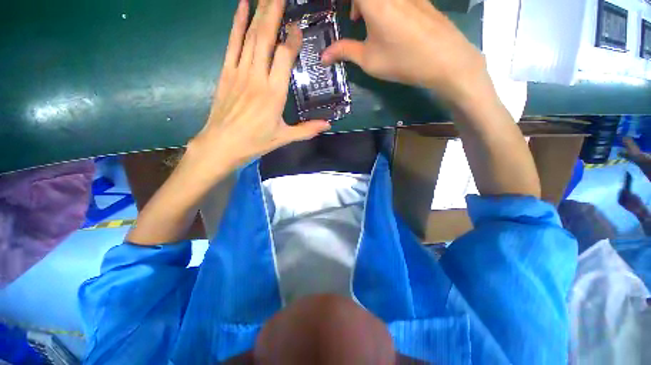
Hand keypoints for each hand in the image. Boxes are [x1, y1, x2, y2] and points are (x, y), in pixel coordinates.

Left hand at [191, 0, 330, 171]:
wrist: (222, 144)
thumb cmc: (255, 142)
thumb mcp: (284, 138)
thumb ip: (307, 130)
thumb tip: (328, 125)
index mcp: (274, 93)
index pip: (285, 56)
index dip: (293, 39)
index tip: (299, 26)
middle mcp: (257, 77)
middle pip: (266, 37)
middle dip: (274, 10)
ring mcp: (239, 72)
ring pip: (250, 36)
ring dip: (259, 12)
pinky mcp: (226, 72)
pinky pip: (232, 43)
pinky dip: (236, 23)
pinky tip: (241, 6)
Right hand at [322, 0, 491, 105]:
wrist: (445, 60)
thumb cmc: (402, 60)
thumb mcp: (369, 60)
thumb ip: (344, 51)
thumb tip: (323, 56)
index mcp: (374, 1)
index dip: (349, 5)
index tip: (350, 19)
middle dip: (356, 4)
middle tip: (354, 18)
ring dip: (369, 3)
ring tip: (368, 21)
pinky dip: (386, 3)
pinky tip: (390, 21)